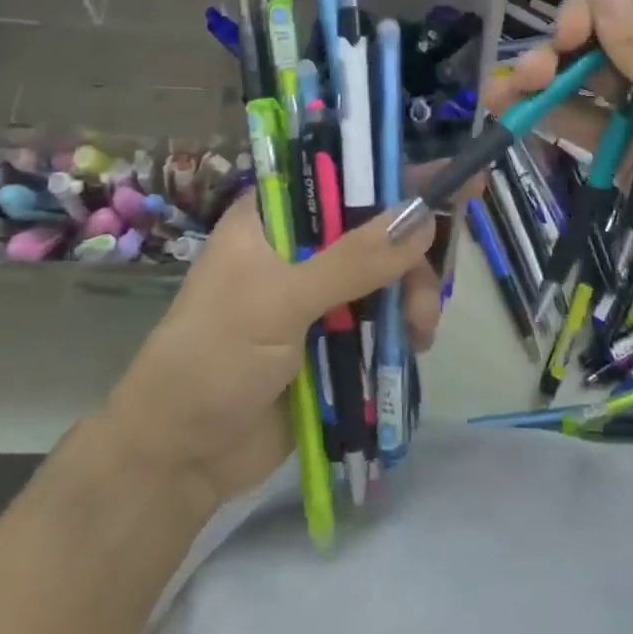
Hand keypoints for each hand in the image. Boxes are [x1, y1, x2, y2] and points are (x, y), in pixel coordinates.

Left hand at [102, 194, 438, 518]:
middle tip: (433, 286)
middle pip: (376, 225)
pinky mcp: (334, 334)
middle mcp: (300, 243)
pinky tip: (414, 344)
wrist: (181, 460)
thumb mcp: (280, 302)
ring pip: (387, 271)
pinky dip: (405, 324)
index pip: (343, 174)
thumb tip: (422, 218)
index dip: (395, 173)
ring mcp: (319, 290)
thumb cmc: (215, 359)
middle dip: (412, 252)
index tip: (451, 178)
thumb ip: (353, 261)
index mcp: (274, 216)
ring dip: (413, 294)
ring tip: (420, 331)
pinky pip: (384, 314)